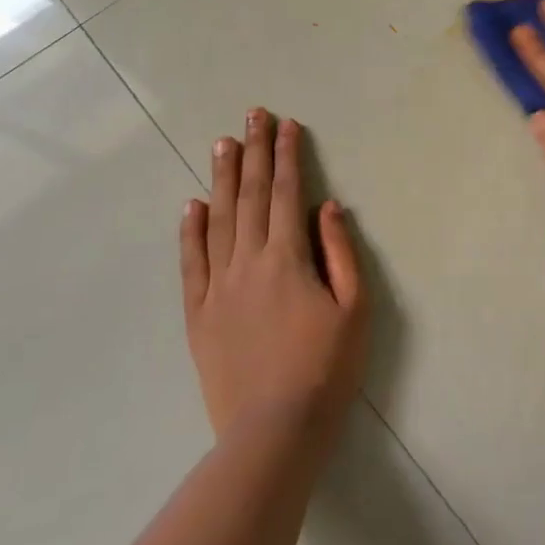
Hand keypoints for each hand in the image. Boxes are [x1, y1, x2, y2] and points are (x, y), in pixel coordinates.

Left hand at [179, 109, 369, 443]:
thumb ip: (340, 253)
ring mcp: (217, 287)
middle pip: (250, 196)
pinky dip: (190, 230)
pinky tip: (191, 205)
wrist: (274, 429)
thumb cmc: (327, 368)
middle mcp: (248, 262)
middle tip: (252, 115)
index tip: (287, 125)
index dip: (287, 157)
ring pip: (217, 220)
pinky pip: (191, 263)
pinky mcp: (198, 313)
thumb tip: (327, 207)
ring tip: (222, 143)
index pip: (286, 194)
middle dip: (253, 152)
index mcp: (288, 258)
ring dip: (221, 178)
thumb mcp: (354, 309)